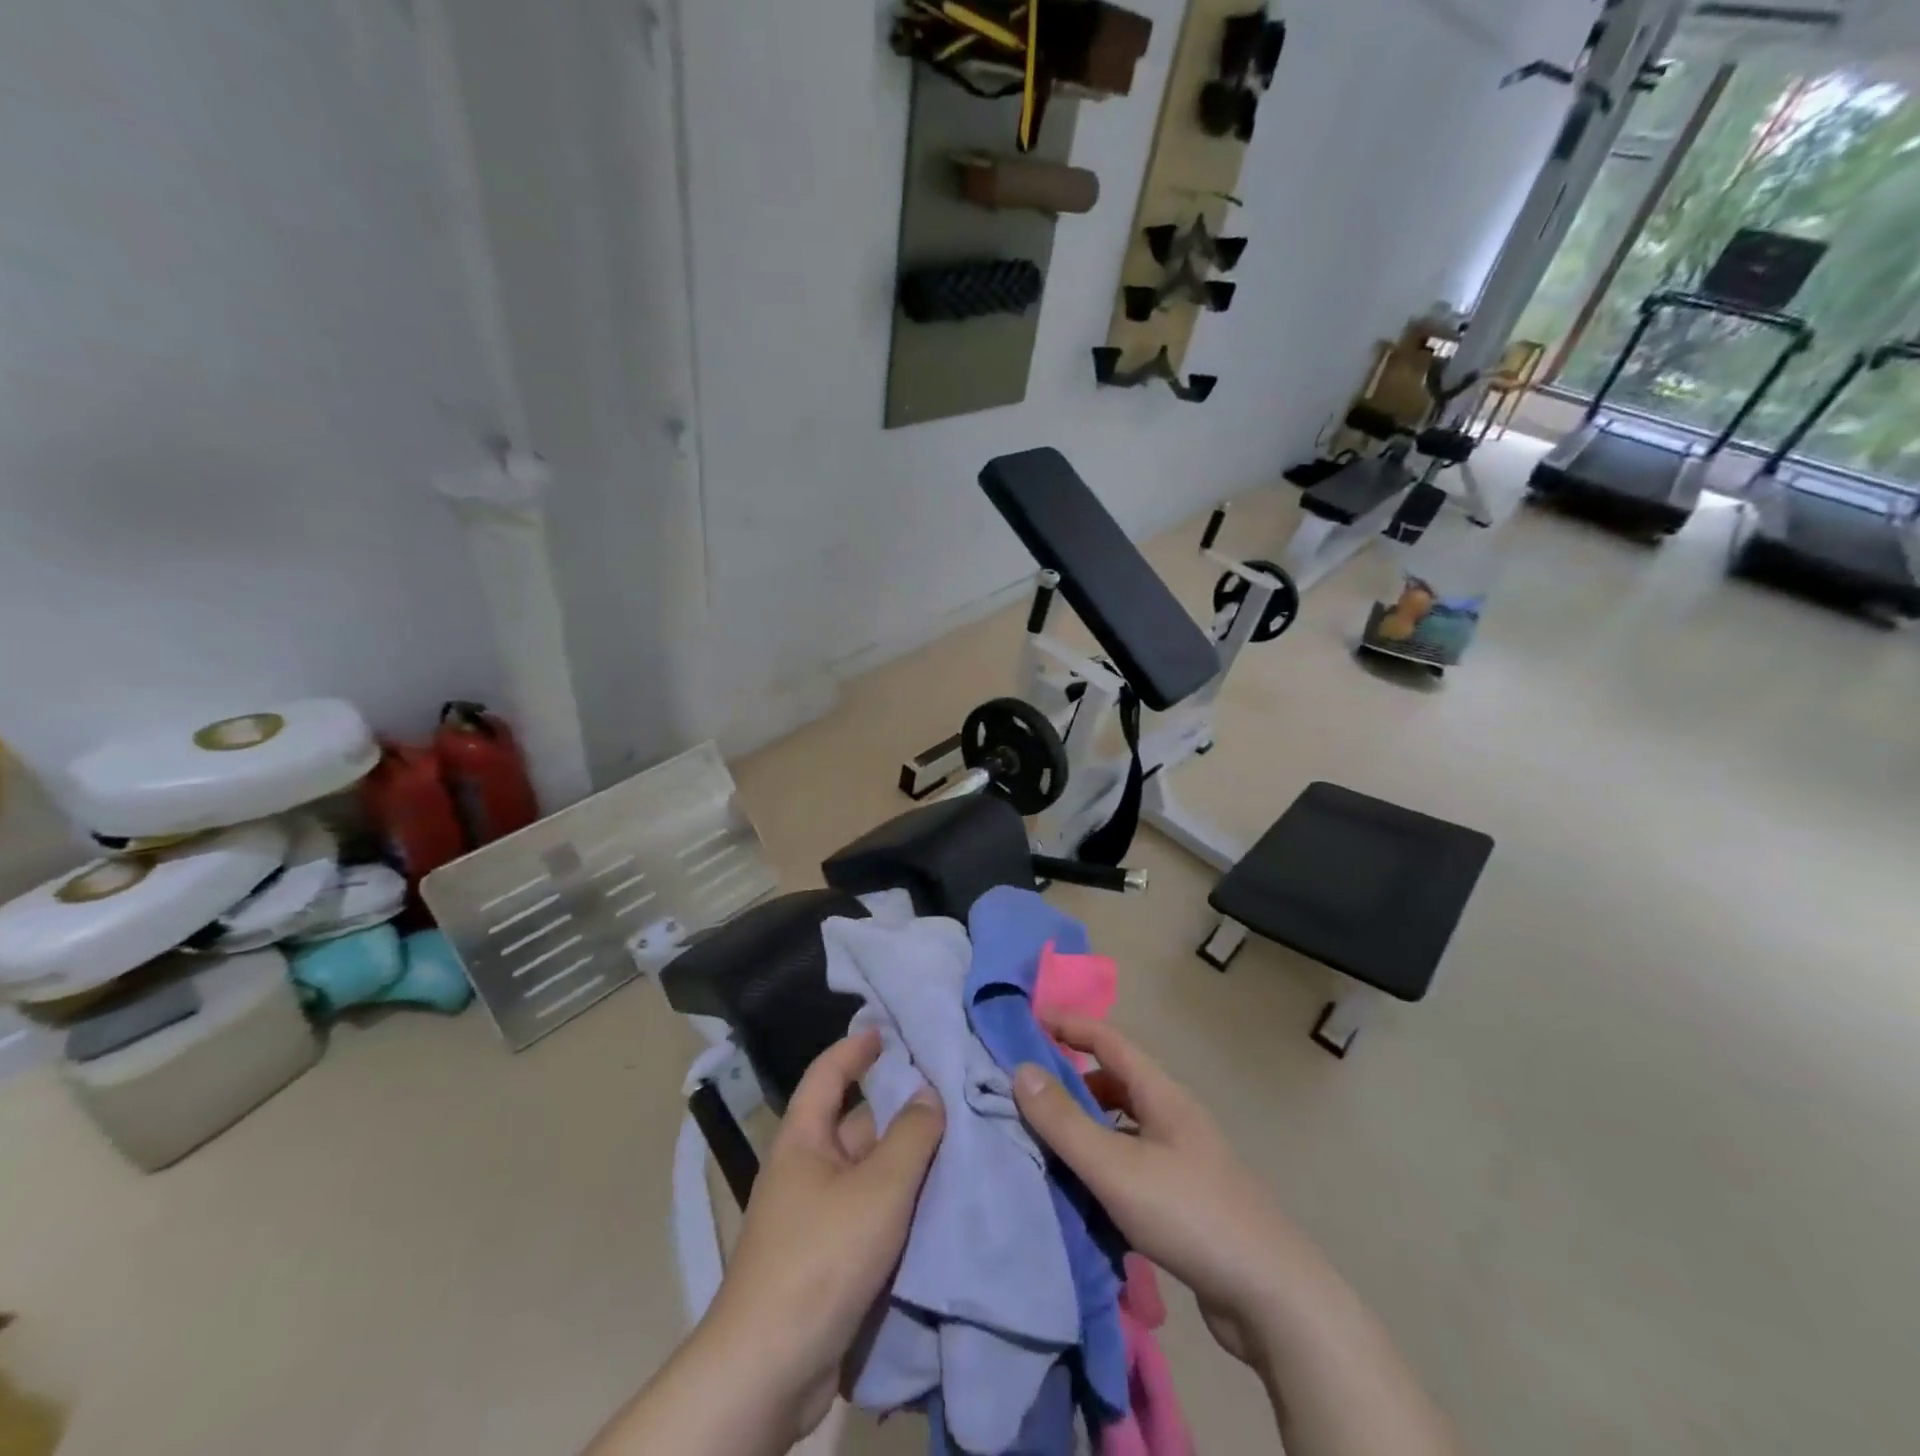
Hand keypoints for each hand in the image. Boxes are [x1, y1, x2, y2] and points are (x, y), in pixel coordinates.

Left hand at [704, 1028, 944, 1441]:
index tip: (887, 1030)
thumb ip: (911, 1136)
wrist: (770, 1370)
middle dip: (899, 1106)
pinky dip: (901, 1200)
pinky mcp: (830, 1258)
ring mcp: (817, 1215)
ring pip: (869, 1170)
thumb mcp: (878, 1189)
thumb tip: (930, 1092)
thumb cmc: (821, 1257)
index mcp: (803, 1139)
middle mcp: (807, 1169)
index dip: (855, 1048)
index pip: (827, 1074)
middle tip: (950, 1088)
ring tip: (959, 1138)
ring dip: (906, 1157)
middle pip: (856, 1122)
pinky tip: (940, 1197)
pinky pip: (871, 1211)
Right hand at [1010, 1016, 1301, 1367]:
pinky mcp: (1187, 1199)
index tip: (1029, 1023)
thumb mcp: (1115, 1166)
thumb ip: (1065, 1121)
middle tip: (1026, 1093)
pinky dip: (1104, 1166)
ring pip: (1124, 1127)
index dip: (1070, 1026)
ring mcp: (1184, 1159)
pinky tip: (1084, 1194)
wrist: (1273, 1297)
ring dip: (1087, 1128)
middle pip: (1116, 1082)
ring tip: (1046, 1144)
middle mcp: (1174, 1117)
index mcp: (1162, 1094)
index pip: (1109, 1040)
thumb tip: (1021, 1071)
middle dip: (1072, 1081)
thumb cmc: (1189, 1214)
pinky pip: (1133, 1164)